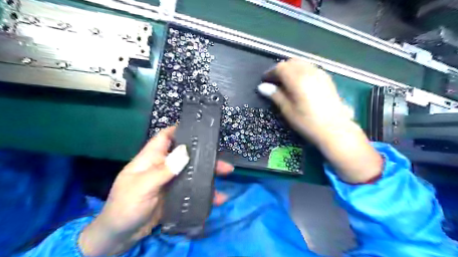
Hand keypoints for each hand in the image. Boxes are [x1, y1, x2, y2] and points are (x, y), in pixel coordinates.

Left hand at [77, 127, 232, 255]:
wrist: (119, 237)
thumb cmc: (125, 207)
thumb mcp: (142, 187)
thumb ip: (163, 170)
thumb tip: (185, 151)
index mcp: (151, 158)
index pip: (165, 137)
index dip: (180, 130)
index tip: (200, 129)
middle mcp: (162, 167)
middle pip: (186, 156)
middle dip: (204, 156)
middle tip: (223, 160)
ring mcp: (170, 182)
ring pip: (192, 172)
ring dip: (208, 174)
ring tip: (226, 175)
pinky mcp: (175, 195)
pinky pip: (192, 190)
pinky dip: (205, 193)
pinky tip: (218, 198)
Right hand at [259, 58, 350, 141]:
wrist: (335, 129)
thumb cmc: (307, 122)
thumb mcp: (288, 110)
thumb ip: (275, 95)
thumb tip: (262, 86)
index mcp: (297, 79)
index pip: (280, 68)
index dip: (270, 73)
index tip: (265, 81)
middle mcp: (309, 72)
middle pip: (291, 62)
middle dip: (281, 69)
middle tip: (274, 81)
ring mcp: (320, 73)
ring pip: (302, 63)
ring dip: (291, 69)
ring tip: (286, 82)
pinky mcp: (327, 78)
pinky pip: (311, 68)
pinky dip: (302, 71)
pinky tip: (300, 82)